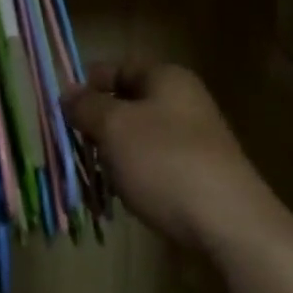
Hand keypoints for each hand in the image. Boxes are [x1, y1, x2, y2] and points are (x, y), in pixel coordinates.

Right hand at [64, 63, 276, 256]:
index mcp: (167, 78)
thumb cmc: (165, 162)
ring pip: (141, 138)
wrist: (228, 225)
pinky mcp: (199, 177)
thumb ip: (87, 106)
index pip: (121, 67)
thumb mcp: (115, 127)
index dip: (91, 83)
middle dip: (100, 123)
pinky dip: (137, 178)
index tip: (64, 108)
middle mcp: (184, 102)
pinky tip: (125, 198)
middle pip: (130, 103)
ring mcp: (194, 141)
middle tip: (74, 145)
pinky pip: (157, 167)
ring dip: (116, 155)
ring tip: (95, 175)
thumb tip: (69, 93)